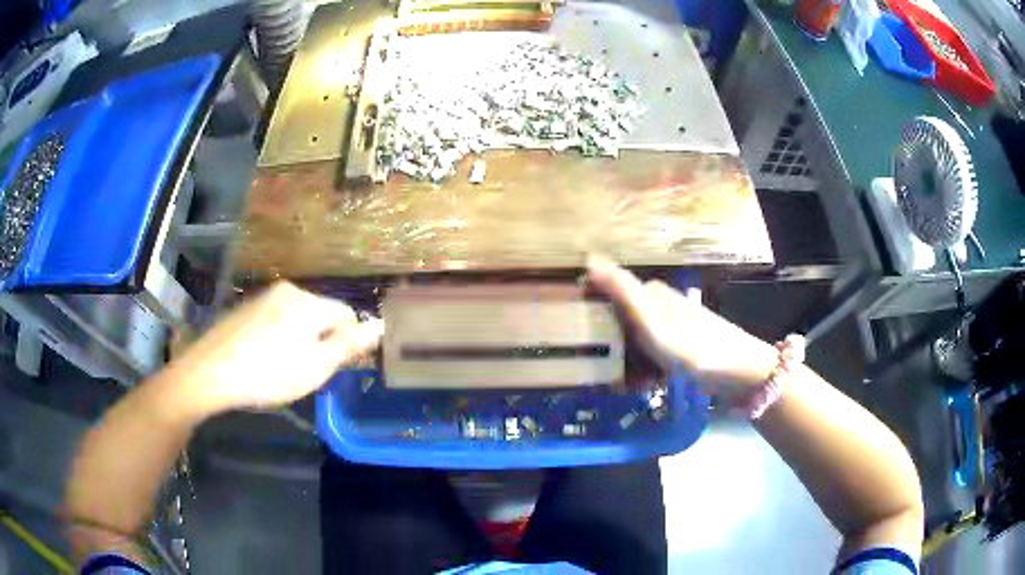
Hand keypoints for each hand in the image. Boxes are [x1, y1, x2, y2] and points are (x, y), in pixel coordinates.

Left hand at [166, 282, 382, 414]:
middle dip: (323, 341)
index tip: (336, 368)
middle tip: (308, 372)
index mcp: (308, 302)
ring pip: (298, 318)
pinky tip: (265, 360)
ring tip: (284, 369)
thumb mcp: (315, 367)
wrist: (210, 372)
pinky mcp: (247, 307)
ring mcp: (264, 297)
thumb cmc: (268, 374)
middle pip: (322, 314)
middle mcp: (289, 290)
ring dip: (301, 340)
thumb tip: (380, 325)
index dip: (348, 342)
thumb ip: (348, 345)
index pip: (347, 314)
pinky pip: (277, 319)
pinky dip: (280, 337)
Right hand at [586, 256, 776, 394]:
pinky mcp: (677, 348)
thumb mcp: (652, 323)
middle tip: (601, 374)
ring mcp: (669, 328)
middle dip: (608, 349)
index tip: (575, 340)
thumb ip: (622, 293)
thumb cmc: (693, 348)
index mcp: (649, 293)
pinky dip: (643, 372)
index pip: (607, 295)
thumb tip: (589, 260)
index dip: (590, 315)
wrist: (738, 372)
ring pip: (632, 344)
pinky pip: (649, 358)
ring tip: (624, 386)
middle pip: (618, 324)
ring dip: (624, 365)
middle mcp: (658, 305)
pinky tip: (642, 387)